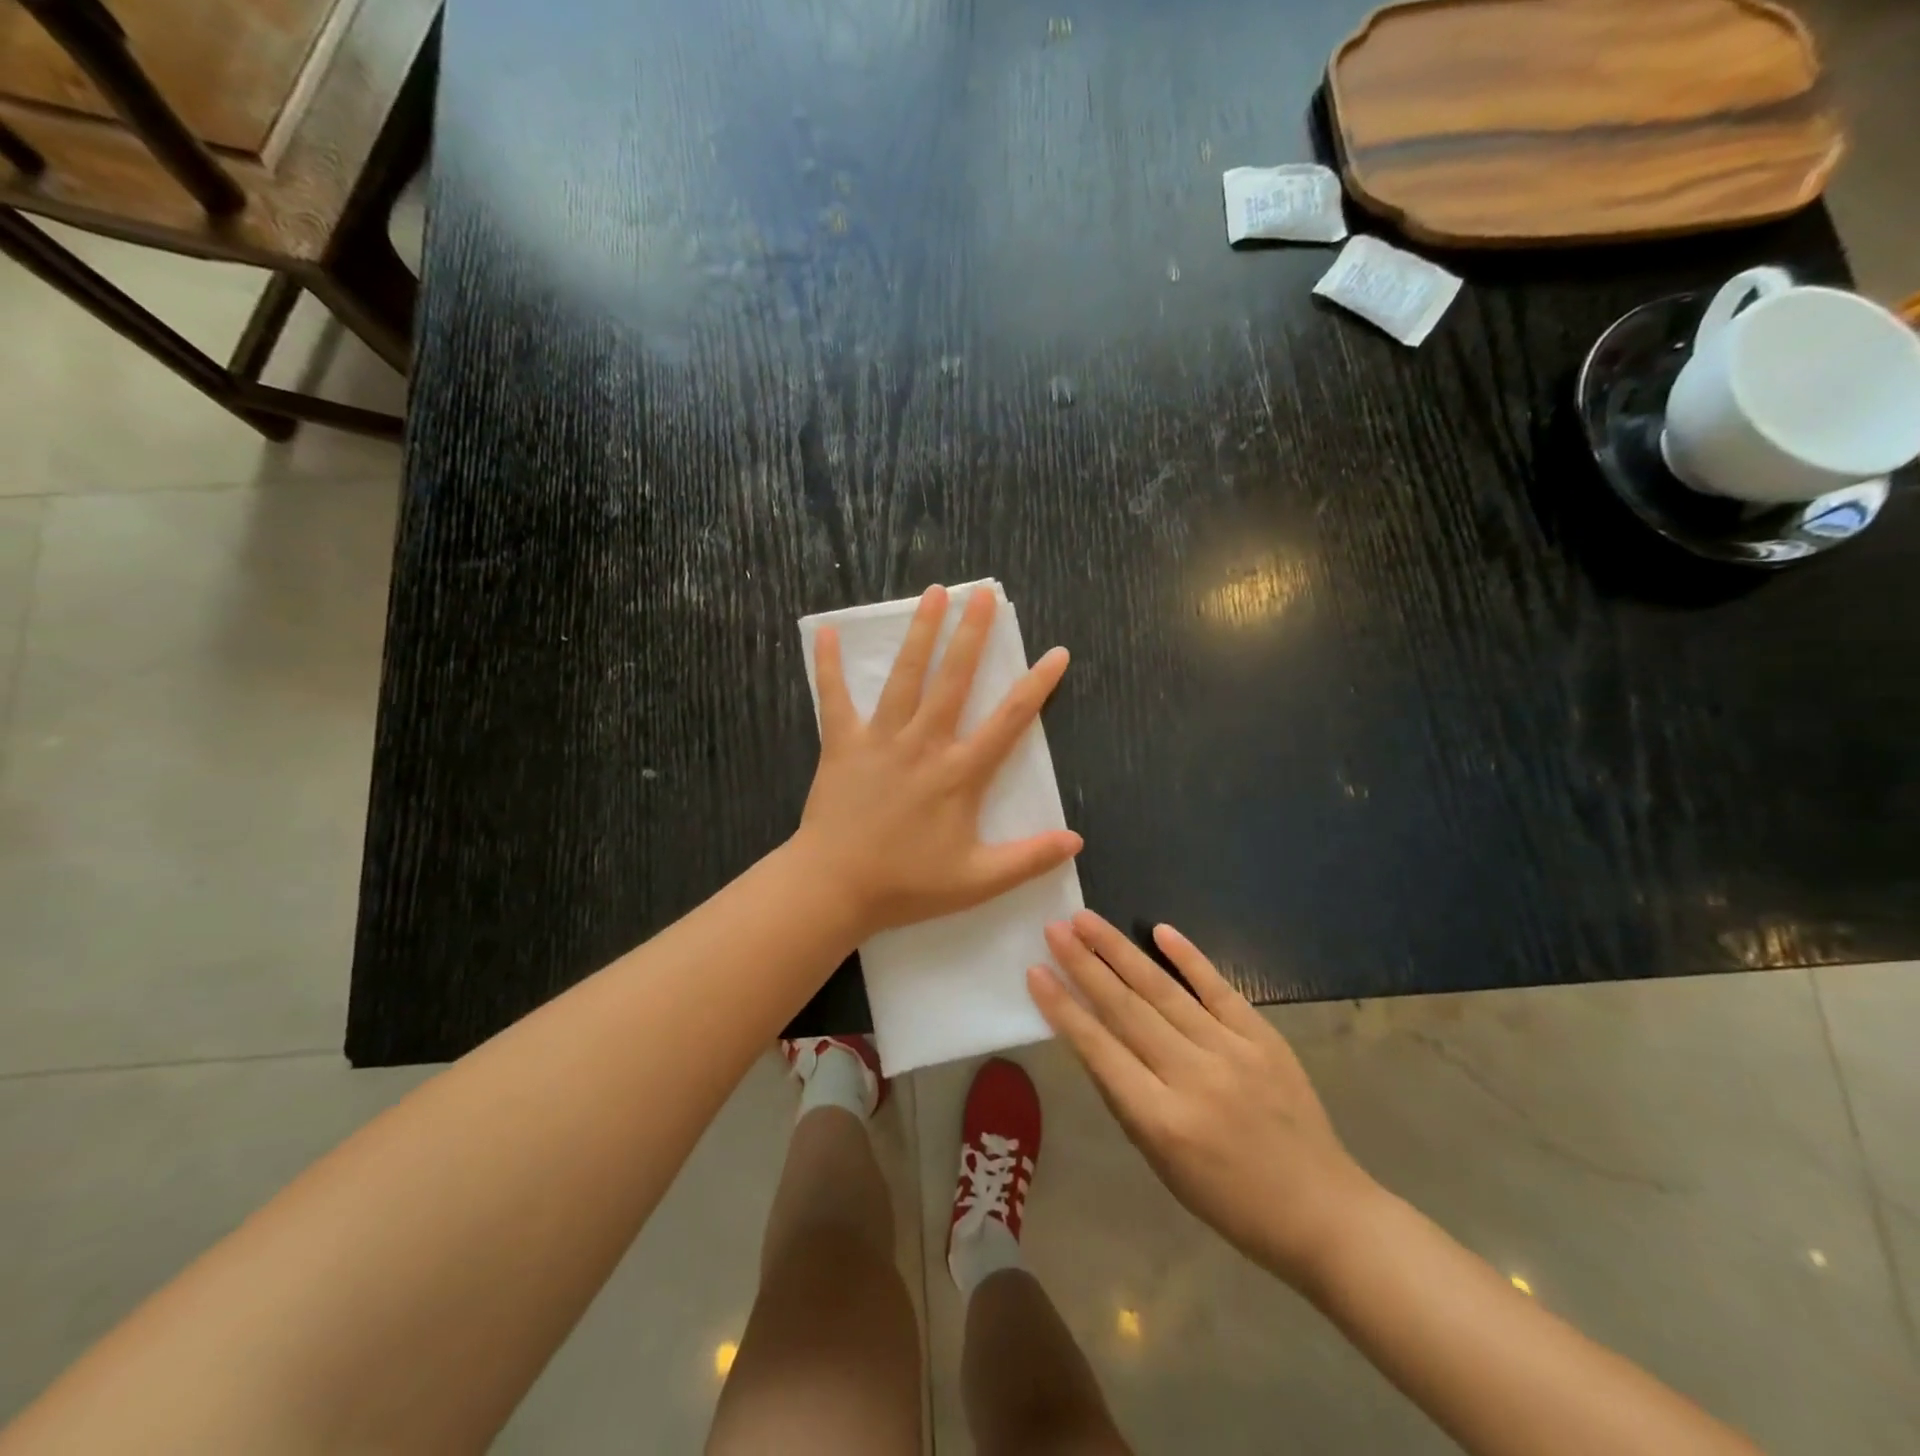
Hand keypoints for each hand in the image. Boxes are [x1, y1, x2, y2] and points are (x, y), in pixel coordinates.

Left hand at [796, 585, 1082, 938]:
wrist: (834, 887)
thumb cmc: (907, 884)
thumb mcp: (977, 881)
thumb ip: (1029, 858)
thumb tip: (1077, 840)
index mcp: (959, 772)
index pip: (1010, 719)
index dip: (1037, 684)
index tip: (1058, 652)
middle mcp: (923, 743)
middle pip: (954, 678)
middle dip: (972, 633)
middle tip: (983, 594)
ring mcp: (880, 738)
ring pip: (905, 676)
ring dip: (920, 632)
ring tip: (933, 593)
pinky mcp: (842, 743)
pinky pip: (833, 697)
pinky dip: (828, 666)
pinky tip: (826, 633)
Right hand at [1028, 912, 1380, 1288]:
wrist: (1322, 1210)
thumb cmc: (1228, 1200)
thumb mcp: (1160, 1163)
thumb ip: (1125, 1098)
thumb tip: (1093, 1039)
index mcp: (1161, 1120)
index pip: (1099, 1050)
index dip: (1063, 1008)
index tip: (1035, 971)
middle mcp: (1192, 1077)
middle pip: (1126, 1009)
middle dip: (1084, 965)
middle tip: (1054, 929)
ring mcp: (1231, 1051)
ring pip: (1163, 990)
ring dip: (1120, 951)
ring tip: (1087, 920)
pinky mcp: (1263, 1037)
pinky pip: (1219, 988)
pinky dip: (1188, 957)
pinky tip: (1160, 929)